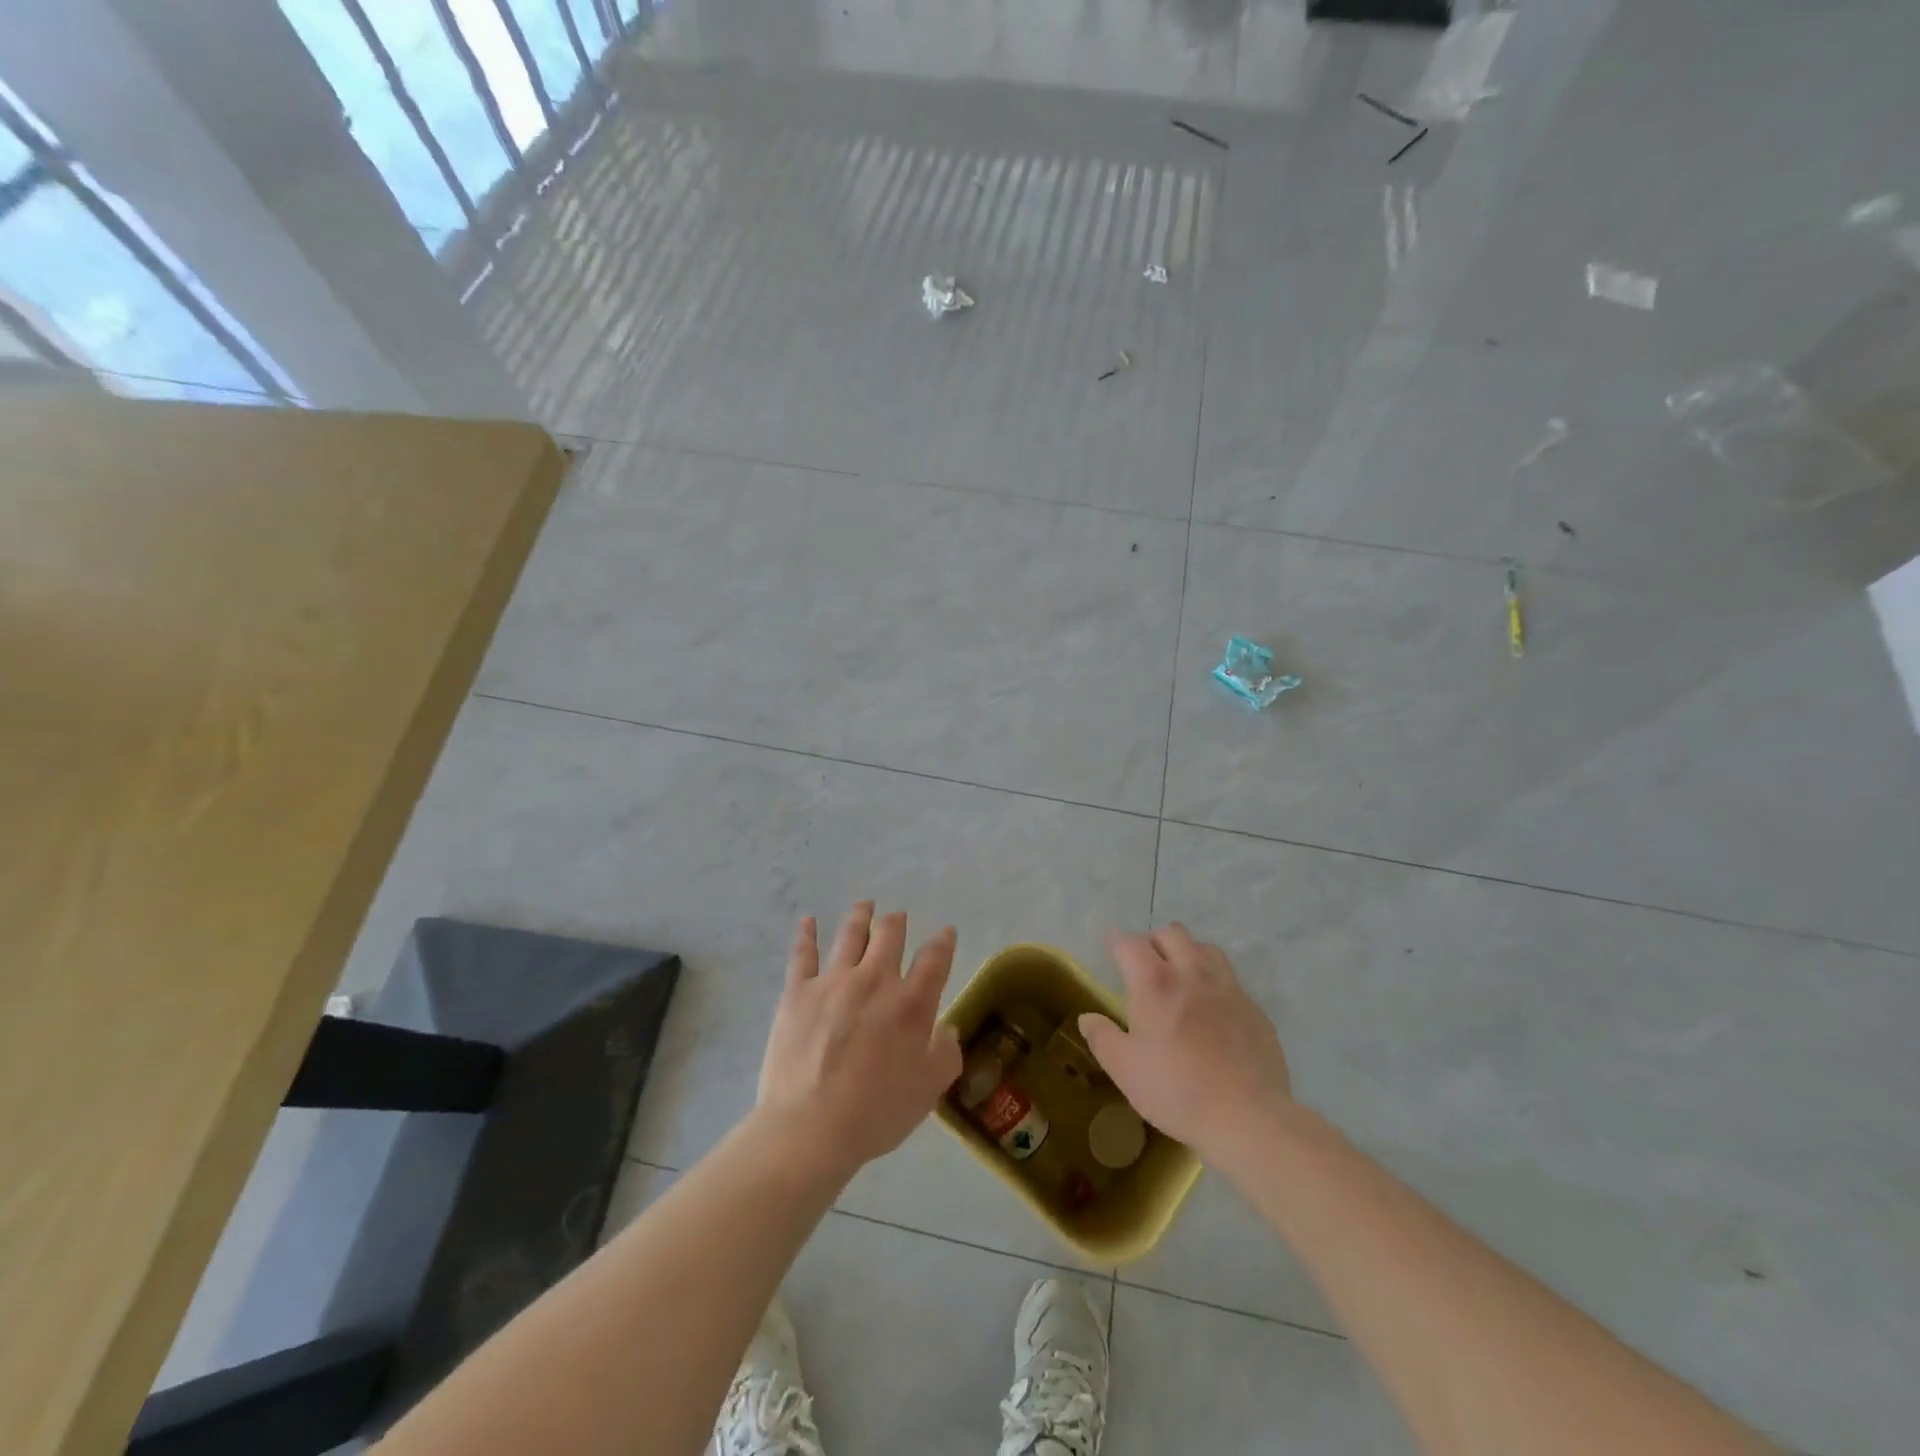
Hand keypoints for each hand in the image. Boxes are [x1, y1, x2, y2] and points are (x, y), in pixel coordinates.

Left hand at [758, 903, 962, 1178]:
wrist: (811, 1127)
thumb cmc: (877, 1112)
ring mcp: (834, 981)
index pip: (935, 959)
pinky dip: (806, 934)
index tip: (946, 932)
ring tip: (864, 906)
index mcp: (911, 1003)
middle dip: (896, 921)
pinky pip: (803, 954)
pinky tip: (807, 921)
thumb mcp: (929, 1090)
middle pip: (889, 934)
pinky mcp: (798, 991)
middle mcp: (875, 980)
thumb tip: (947, 1029)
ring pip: (850, 934)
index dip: (943, 941)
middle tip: (897, 917)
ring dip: (860, 916)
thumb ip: (946, 1053)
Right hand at [1078, 924, 1291, 1159]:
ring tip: (1180, 974)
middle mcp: (1192, 973)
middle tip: (1145, 962)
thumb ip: (1102, 1038)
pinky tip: (1212, 1007)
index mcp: (1155, 983)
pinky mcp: (1253, 1008)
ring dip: (1188, 952)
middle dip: (1154, 940)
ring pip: (1206, 949)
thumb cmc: (1176, 1091)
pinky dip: (1214, 981)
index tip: (1111, 944)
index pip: (1131, 944)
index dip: (1117, 940)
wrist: (1247, 1118)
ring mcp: (1228, 988)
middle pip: (1172, 934)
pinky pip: (1230, 979)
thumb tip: (1087, 1018)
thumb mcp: (1125, 1069)